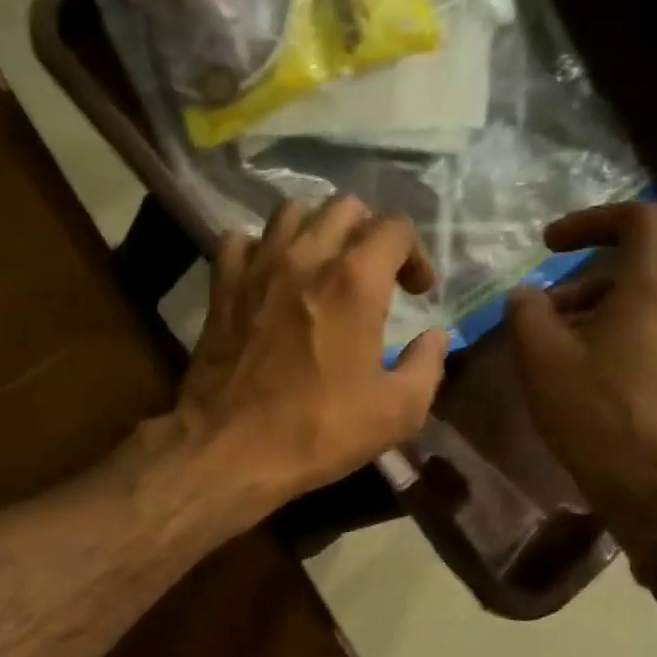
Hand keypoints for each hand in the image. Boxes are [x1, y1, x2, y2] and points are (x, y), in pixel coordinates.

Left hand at [175, 195, 449, 509]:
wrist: (229, 449)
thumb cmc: (317, 432)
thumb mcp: (396, 413)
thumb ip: (427, 366)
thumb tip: (435, 337)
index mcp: (355, 281)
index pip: (396, 227)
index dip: (416, 254)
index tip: (417, 292)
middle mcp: (306, 257)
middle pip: (345, 208)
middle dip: (369, 234)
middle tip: (374, 275)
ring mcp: (257, 268)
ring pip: (291, 212)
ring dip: (316, 230)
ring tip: (322, 266)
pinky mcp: (221, 287)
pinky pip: (240, 241)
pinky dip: (259, 249)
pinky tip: (269, 277)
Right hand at [505, 202, 656, 552]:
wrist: (647, 479)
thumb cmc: (593, 413)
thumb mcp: (541, 359)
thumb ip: (528, 313)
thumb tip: (525, 294)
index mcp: (654, 285)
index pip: (640, 217)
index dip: (592, 219)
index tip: (549, 244)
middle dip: (633, 232)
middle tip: (589, 252)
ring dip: (623, 277)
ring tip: (566, 313)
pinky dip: (634, 305)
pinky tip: (589, 343)